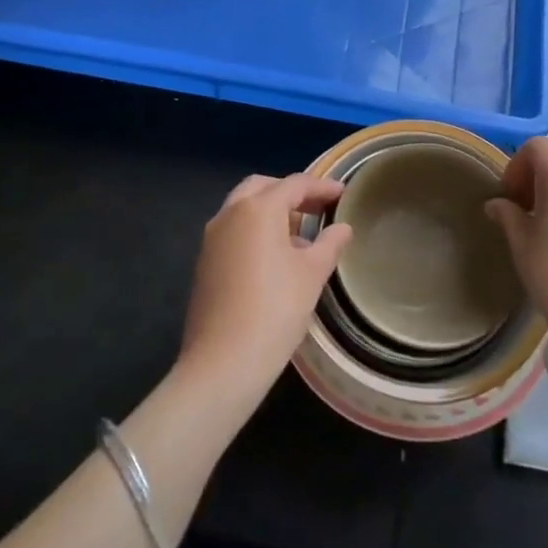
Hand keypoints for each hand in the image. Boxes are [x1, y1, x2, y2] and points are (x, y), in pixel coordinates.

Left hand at [178, 173, 350, 403]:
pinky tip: (275, 257)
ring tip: (300, 234)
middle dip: (290, 192)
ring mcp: (212, 238)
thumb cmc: (275, 310)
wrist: (223, 362)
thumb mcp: (312, 275)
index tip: (343, 194)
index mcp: (258, 209)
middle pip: (263, 187)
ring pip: (243, 208)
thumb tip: (342, 228)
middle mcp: (230, 213)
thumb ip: (329, 244)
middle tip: (317, 208)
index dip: (321, 186)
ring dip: (271, 211)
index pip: (294, 184)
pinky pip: (233, 230)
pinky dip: (255, 230)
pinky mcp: (205, 262)